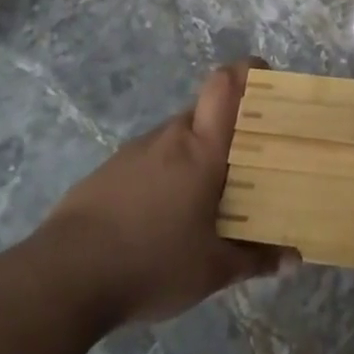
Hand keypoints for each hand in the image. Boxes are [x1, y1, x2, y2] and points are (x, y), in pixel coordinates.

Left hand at [36, 61, 293, 326]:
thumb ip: (255, 260)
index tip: (269, 87)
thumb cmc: (150, 262)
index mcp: (202, 147)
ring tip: (205, 201)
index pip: (226, 81)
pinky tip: (160, 220)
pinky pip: (149, 161)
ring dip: (194, 159)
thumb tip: (294, 260)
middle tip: (248, 164)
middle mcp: (170, 136)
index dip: (249, 72)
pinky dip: (163, 178)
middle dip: (229, 132)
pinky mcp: (107, 173)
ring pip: (177, 140)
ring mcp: (134, 151)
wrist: (59, 281)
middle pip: (206, 113)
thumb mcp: (212, 271)